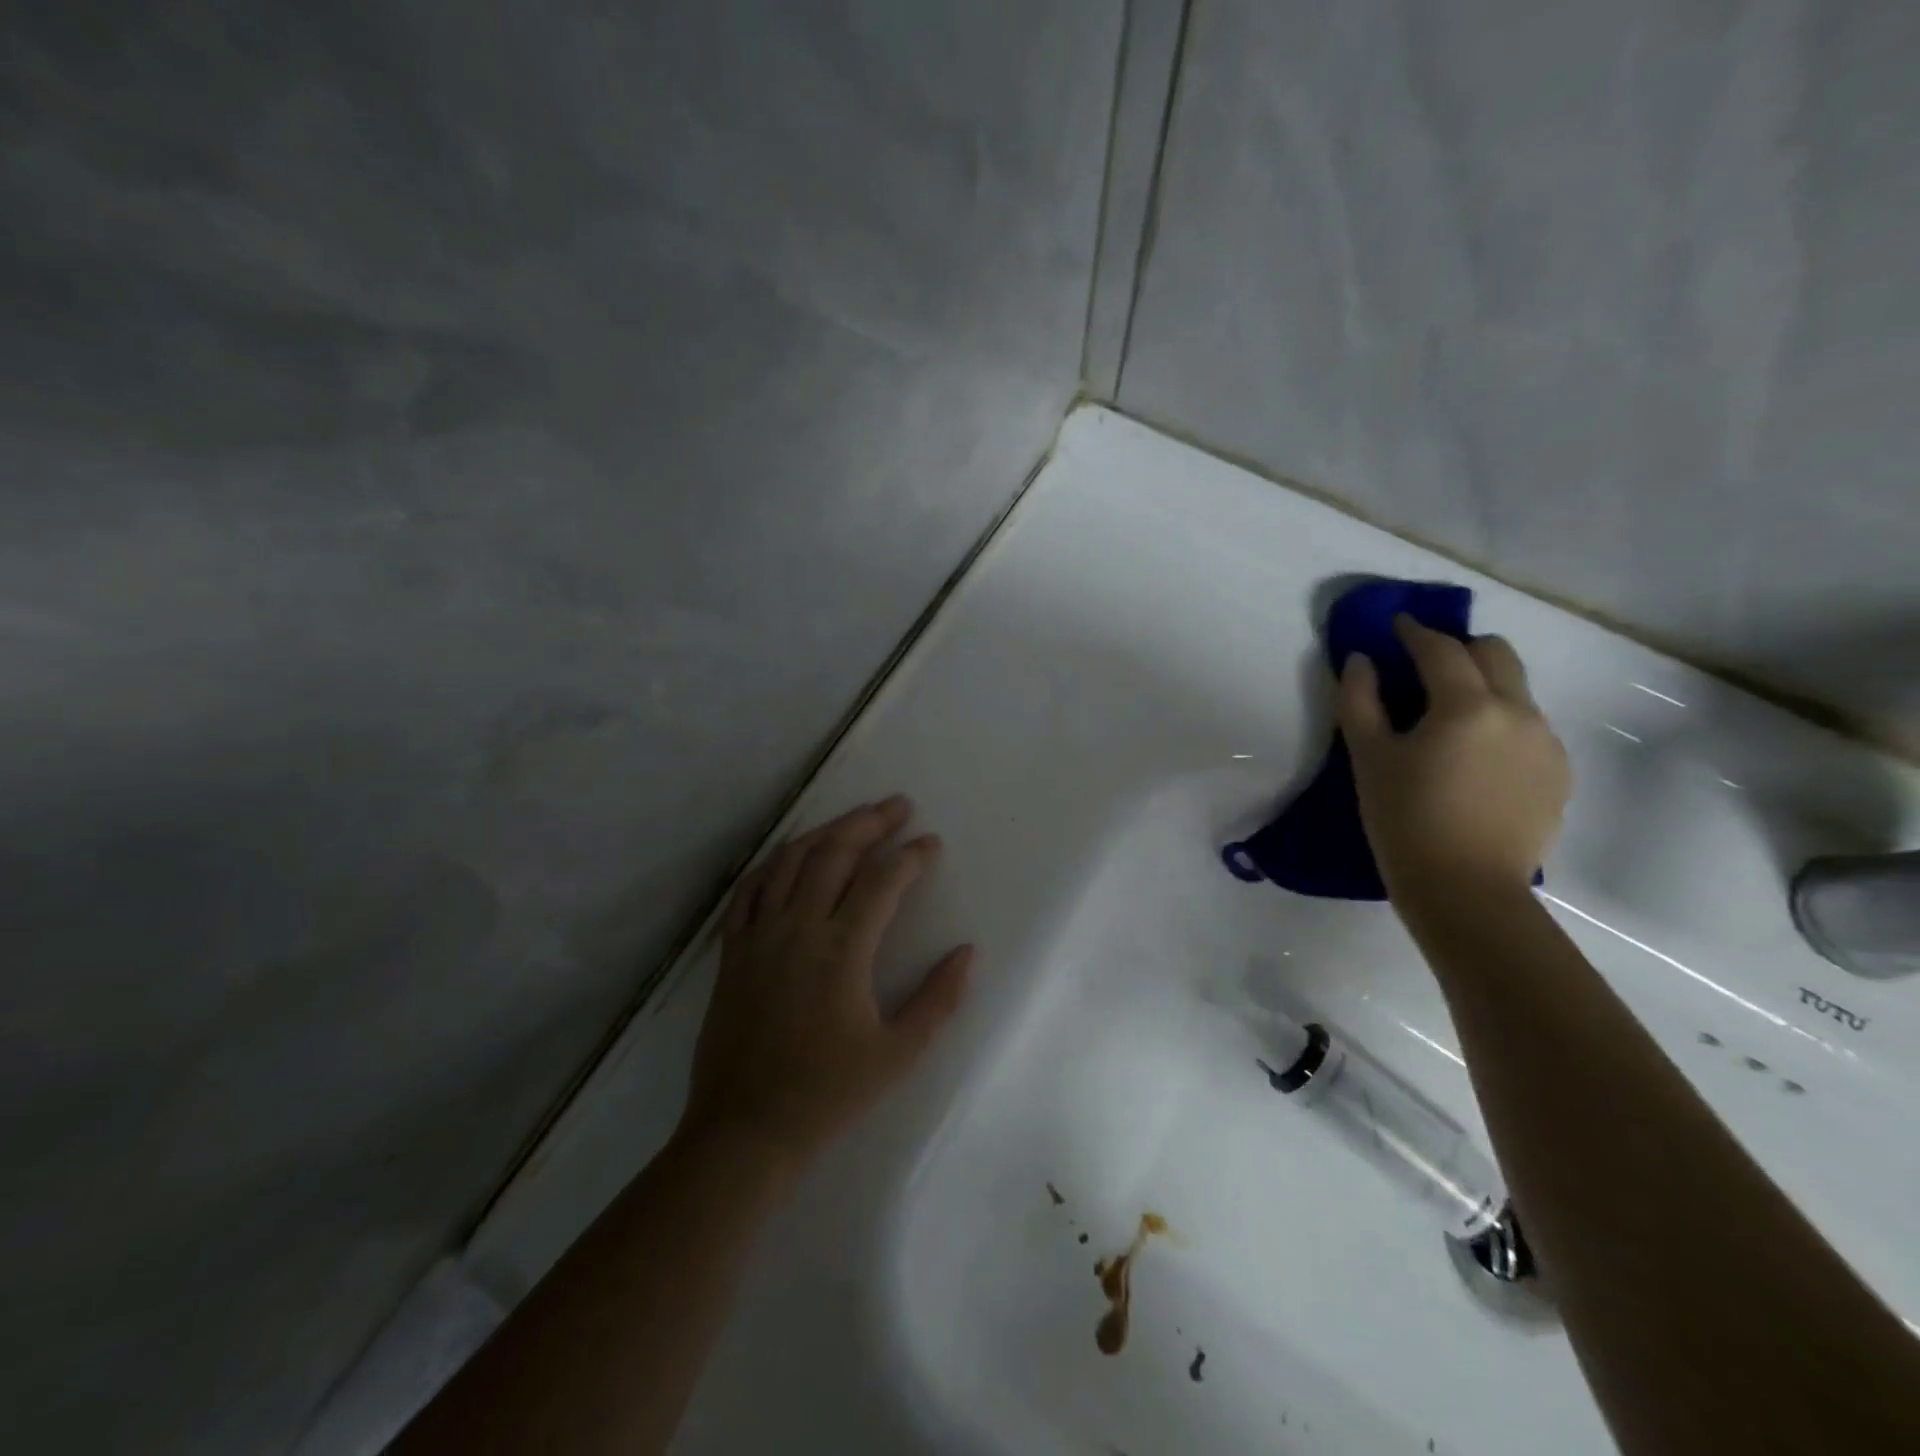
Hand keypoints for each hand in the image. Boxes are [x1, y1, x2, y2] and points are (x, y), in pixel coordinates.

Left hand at [679, 795, 973, 1175]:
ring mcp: (759, 935)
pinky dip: (775, 862)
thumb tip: (969, 952)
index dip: (911, 856)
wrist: (744, 1129)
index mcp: (841, 950)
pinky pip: (750, 889)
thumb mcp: (897, 1053)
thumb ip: (939, 999)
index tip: (931, 844)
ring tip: (854, 818)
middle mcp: (798, 928)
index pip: (882, 882)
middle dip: (870, 823)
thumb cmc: (827, 1093)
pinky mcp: (733, 950)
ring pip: (791, 860)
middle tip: (898, 806)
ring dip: (826, 830)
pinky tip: (792, 854)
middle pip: (835, 853)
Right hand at [1338, 616, 1569, 905]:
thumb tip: (1361, 660)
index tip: (1396, 626)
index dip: (1414, 632)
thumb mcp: (1368, 758)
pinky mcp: (1558, 773)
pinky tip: (1473, 759)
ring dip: (1482, 687)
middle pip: (1496, 653)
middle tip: (1424, 668)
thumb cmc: (1404, 819)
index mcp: (1468, 706)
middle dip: (1459, 649)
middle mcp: (1518, 712)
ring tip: (1447, 720)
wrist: (1465, 889)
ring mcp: (1546, 743)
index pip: (1442, 649)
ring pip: (1516, 690)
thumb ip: (1360, 700)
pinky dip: (1499, 723)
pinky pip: (1528, 727)